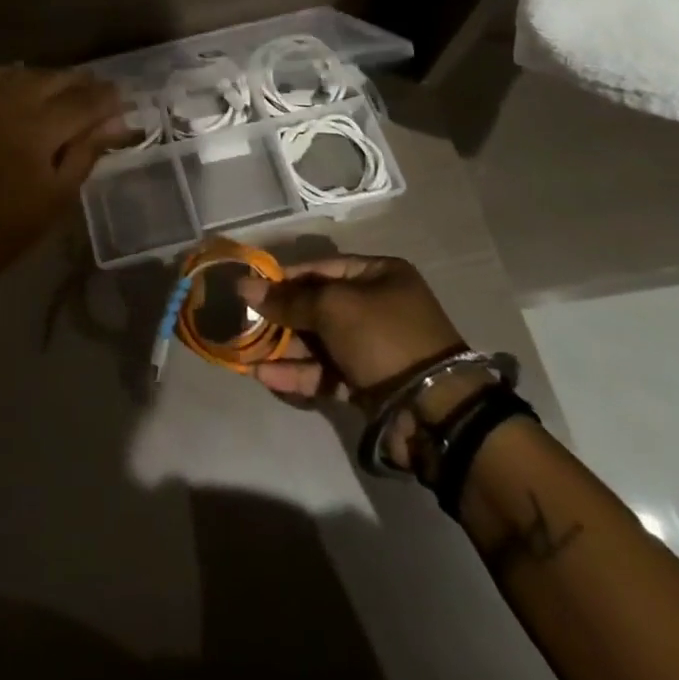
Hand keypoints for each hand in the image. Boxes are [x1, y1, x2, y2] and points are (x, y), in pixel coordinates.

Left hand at [0, 67, 127, 285]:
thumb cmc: (10, 227)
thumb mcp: (59, 196)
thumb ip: (88, 151)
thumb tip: (118, 122)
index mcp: (40, 128)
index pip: (85, 100)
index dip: (109, 99)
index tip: (126, 102)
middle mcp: (14, 103)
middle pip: (59, 79)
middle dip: (86, 85)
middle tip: (103, 101)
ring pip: (31, 73)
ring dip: (56, 79)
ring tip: (72, 96)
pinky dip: (21, 76)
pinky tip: (31, 87)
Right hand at [237, 255, 463, 398]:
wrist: (434, 411)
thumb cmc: (383, 337)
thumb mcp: (332, 308)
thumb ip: (287, 300)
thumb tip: (244, 287)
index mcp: (379, 275)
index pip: (322, 268)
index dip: (285, 277)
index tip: (252, 287)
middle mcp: (378, 306)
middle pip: (318, 305)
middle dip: (281, 316)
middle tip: (245, 322)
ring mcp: (373, 347)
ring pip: (318, 341)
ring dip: (284, 347)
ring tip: (248, 352)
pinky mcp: (367, 383)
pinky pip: (326, 372)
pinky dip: (298, 373)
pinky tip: (265, 376)